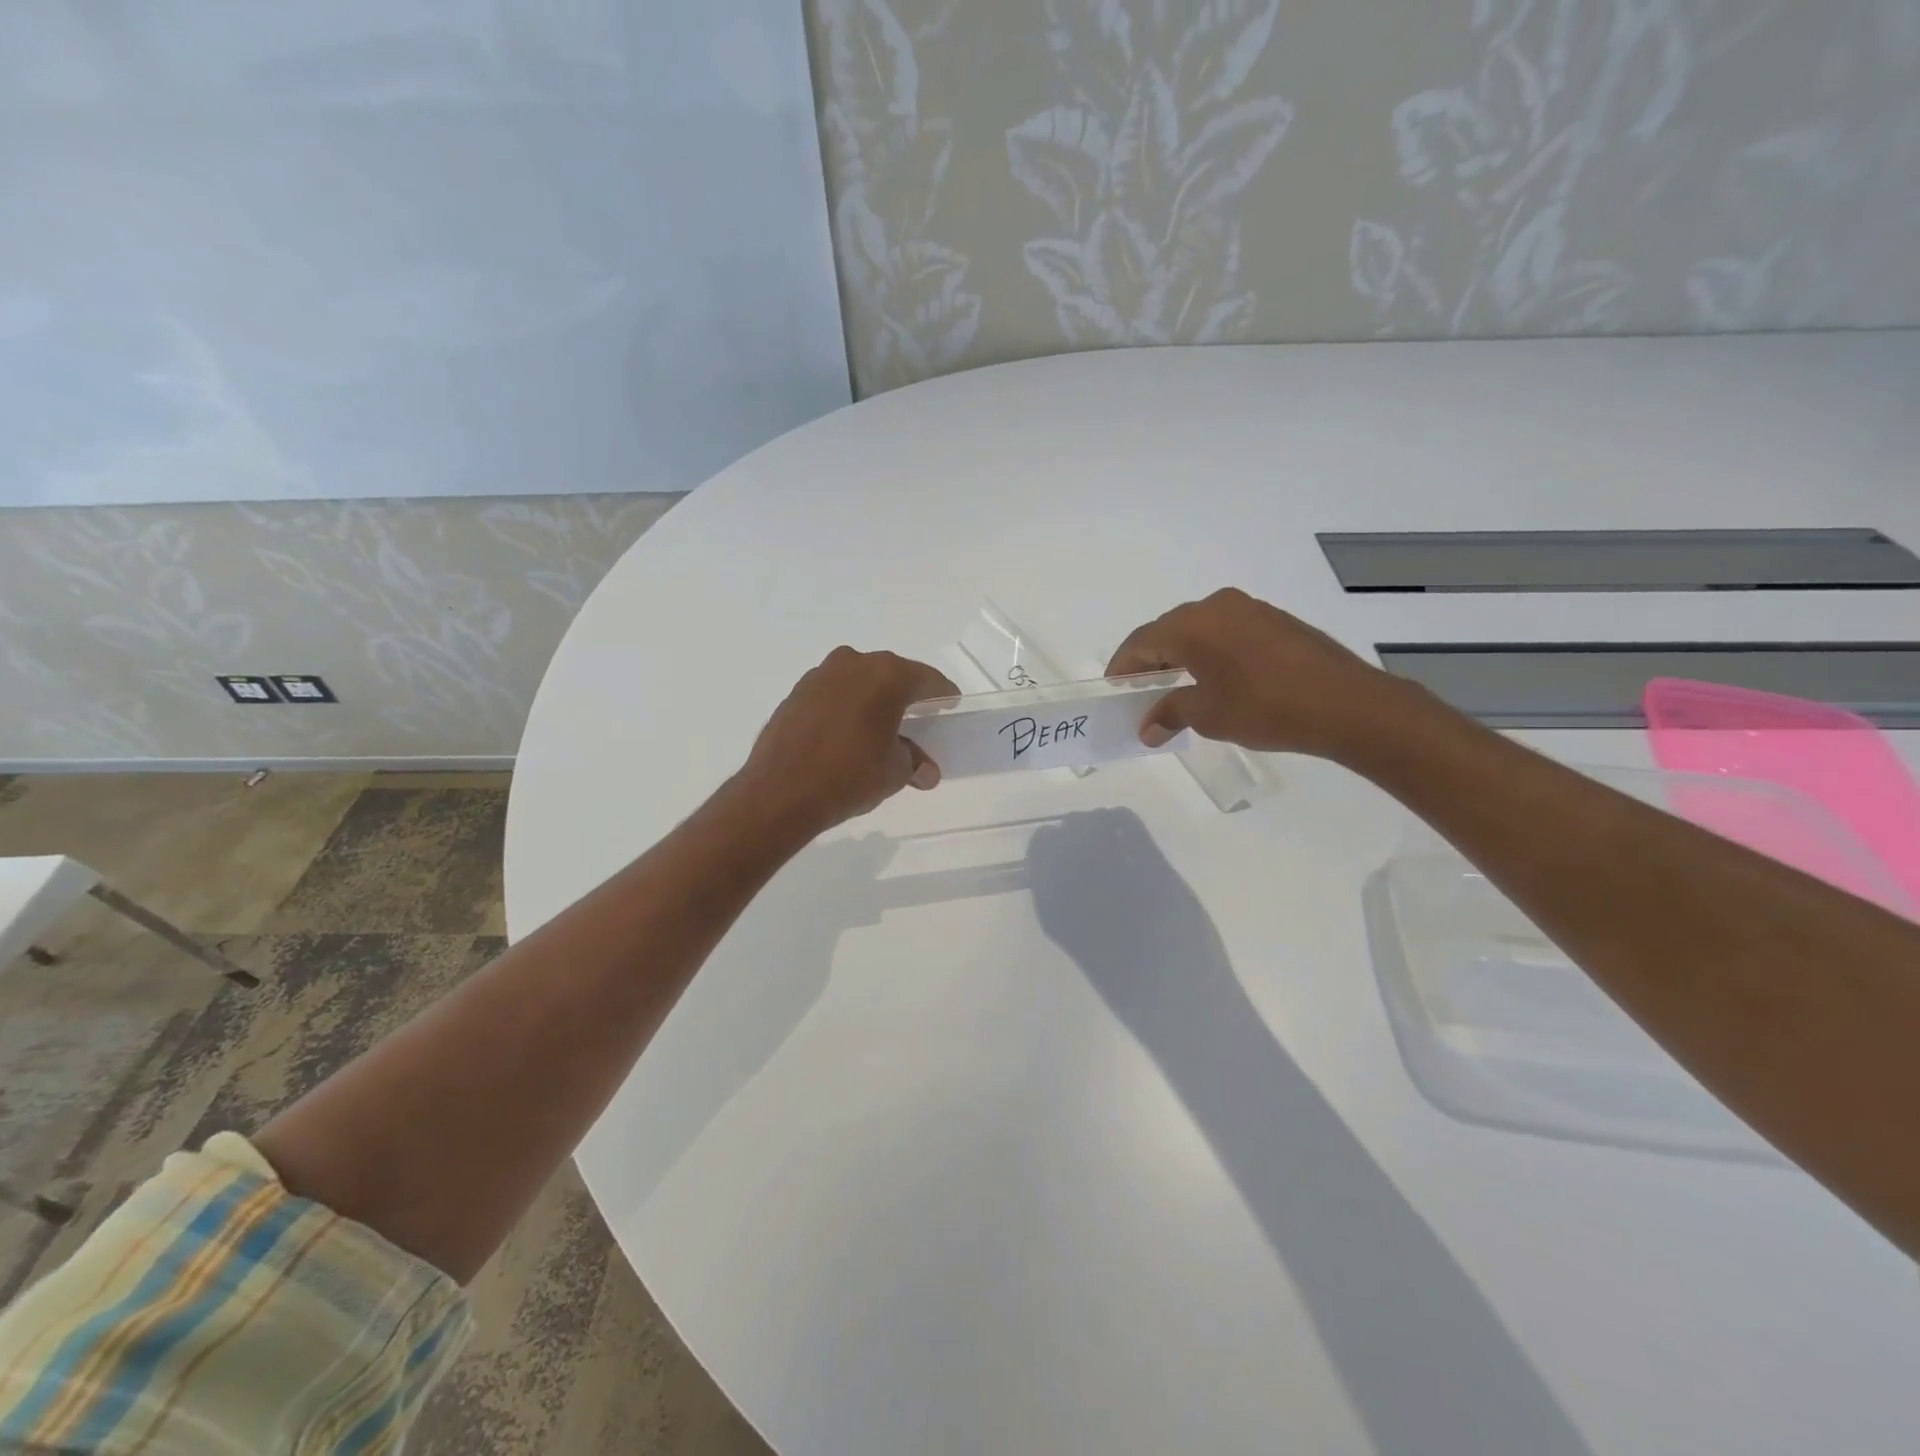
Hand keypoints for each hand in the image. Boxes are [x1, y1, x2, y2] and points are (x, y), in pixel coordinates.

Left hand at [734, 647, 957, 836]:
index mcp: (887, 676)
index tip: (950, 705)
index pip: (927, 680)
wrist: (780, 792)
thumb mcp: (894, 772)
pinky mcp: (796, 693)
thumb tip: (925, 770)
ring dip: (872, 699)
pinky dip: (845, 707)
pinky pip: (833, 694)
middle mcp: (853, 664)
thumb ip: (914, 762)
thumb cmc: (850, 775)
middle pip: (891, 675)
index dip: (942, 694)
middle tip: (918, 718)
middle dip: (906, 695)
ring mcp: (820, 675)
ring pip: (858, 681)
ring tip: (879, 727)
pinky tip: (846, 732)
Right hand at [1106, 588, 1414, 760]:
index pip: (1141, 642)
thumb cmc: (1265, 708)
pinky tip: (1214, 679)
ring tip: (1175, 688)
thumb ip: (1170, 713)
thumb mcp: (1208, 715)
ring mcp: (1250, 609)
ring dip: (1181, 656)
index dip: (1122, 667)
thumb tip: (1146, 727)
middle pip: (1168, 631)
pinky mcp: (1276, 621)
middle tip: (1140, 691)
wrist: (1346, 704)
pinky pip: (1226, 632)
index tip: (1114, 690)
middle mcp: (1217, 606)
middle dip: (1150, 661)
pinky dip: (1209, 653)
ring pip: (1199, 630)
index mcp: (1193, 624)